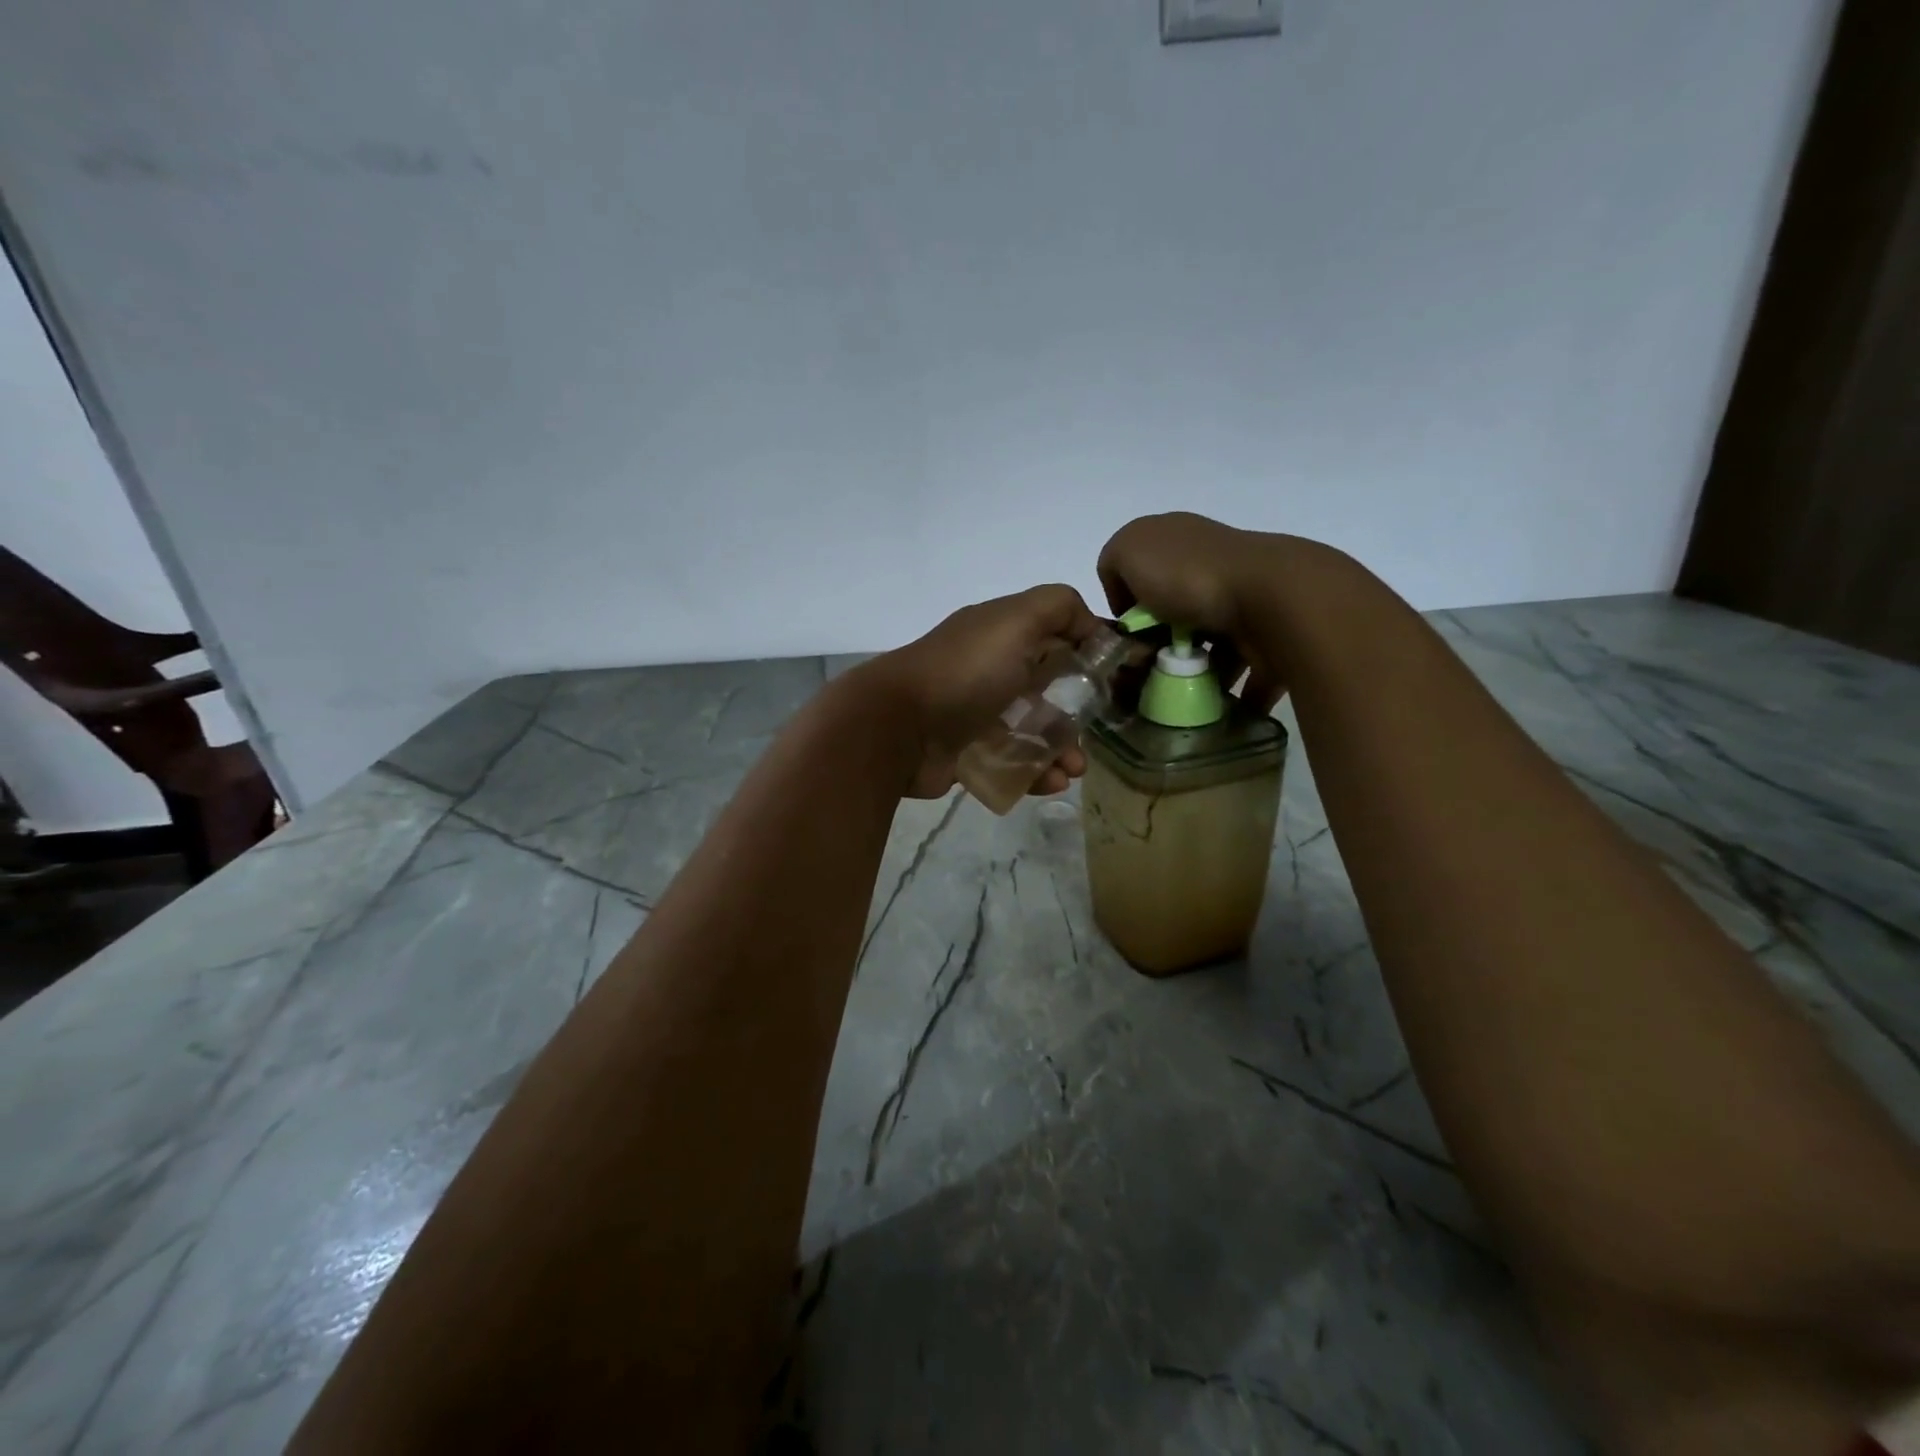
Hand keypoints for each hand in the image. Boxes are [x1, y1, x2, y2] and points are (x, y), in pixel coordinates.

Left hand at [855, 584, 1105, 799]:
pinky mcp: (967, 754)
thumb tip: (1092, 626)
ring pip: (1032, 731)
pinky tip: (1051, 783)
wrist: (897, 729)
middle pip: (1047, 688)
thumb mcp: (1016, 620)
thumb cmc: (965, 671)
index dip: (1087, 650)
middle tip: (1094, 732)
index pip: (1054, 635)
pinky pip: (1011, 764)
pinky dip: (1035, 774)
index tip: (1116, 675)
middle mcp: (989, 670)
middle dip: (1078, 710)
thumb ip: (1059, 607)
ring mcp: (977, 714)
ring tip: (1073, 769)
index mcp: (1000, 634)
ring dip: (1061, 749)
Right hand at [1096, 512, 1287, 711]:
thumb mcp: (1128, 550)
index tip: (1125, 632)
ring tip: (1175, 696)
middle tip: (1146, 672)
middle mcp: (1215, 568)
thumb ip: (1113, 563)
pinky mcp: (1271, 640)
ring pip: (1209, 646)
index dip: (1127, 603)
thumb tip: (1129, 600)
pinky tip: (1209, 710)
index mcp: (1182, 542)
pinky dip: (1230, 696)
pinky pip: (1244, 675)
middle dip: (1158, 645)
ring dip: (1192, 673)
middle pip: (1175, 614)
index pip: (1142, 572)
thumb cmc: (1189, 574)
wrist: (1270, 599)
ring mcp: (1247, 603)